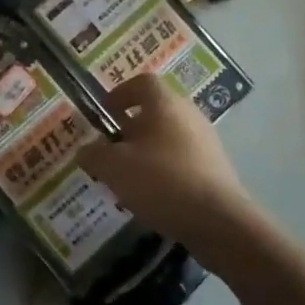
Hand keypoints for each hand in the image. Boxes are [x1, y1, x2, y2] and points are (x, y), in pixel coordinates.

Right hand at [77, 73, 267, 269]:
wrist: (218, 222)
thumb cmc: (161, 181)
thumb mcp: (113, 167)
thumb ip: (94, 154)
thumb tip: (86, 150)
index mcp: (165, 104)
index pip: (142, 82)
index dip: (120, 93)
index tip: (105, 112)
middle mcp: (189, 115)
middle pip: (155, 111)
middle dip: (130, 128)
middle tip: (110, 149)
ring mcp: (206, 142)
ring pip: (168, 137)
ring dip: (146, 151)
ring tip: (127, 177)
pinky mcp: (216, 169)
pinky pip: (182, 160)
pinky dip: (164, 170)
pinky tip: (152, 196)